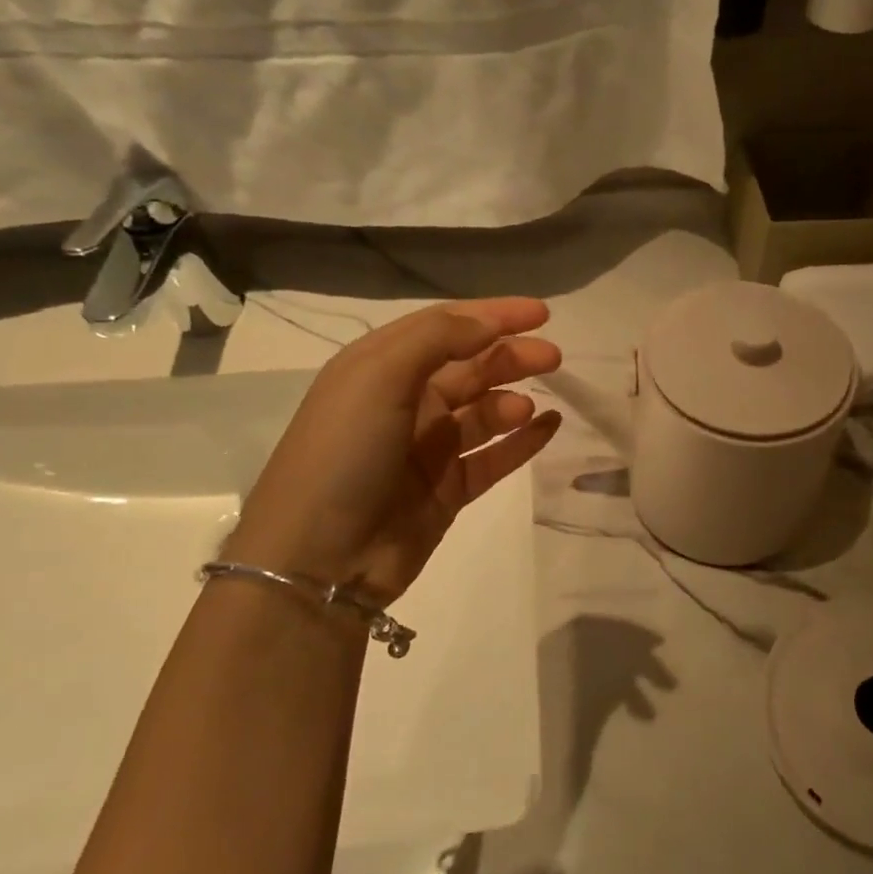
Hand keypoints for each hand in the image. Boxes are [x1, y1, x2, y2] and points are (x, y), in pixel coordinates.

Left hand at [224, 298, 562, 601]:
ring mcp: (428, 448)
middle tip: (554, 357)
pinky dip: (523, 440)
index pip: (445, 326)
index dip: (493, 315)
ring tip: (529, 405)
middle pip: (471, 367)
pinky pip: (495, 456)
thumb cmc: (343, 453)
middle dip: (512, 356)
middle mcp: (406, 402)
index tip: (541, 313)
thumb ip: (438, 339)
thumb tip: (490, 324)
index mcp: (381, 367)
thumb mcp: (379, 376)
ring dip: (513, 400)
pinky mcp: (448, 489)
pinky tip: (549, 426)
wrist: (318, 560)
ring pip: (485, 411)